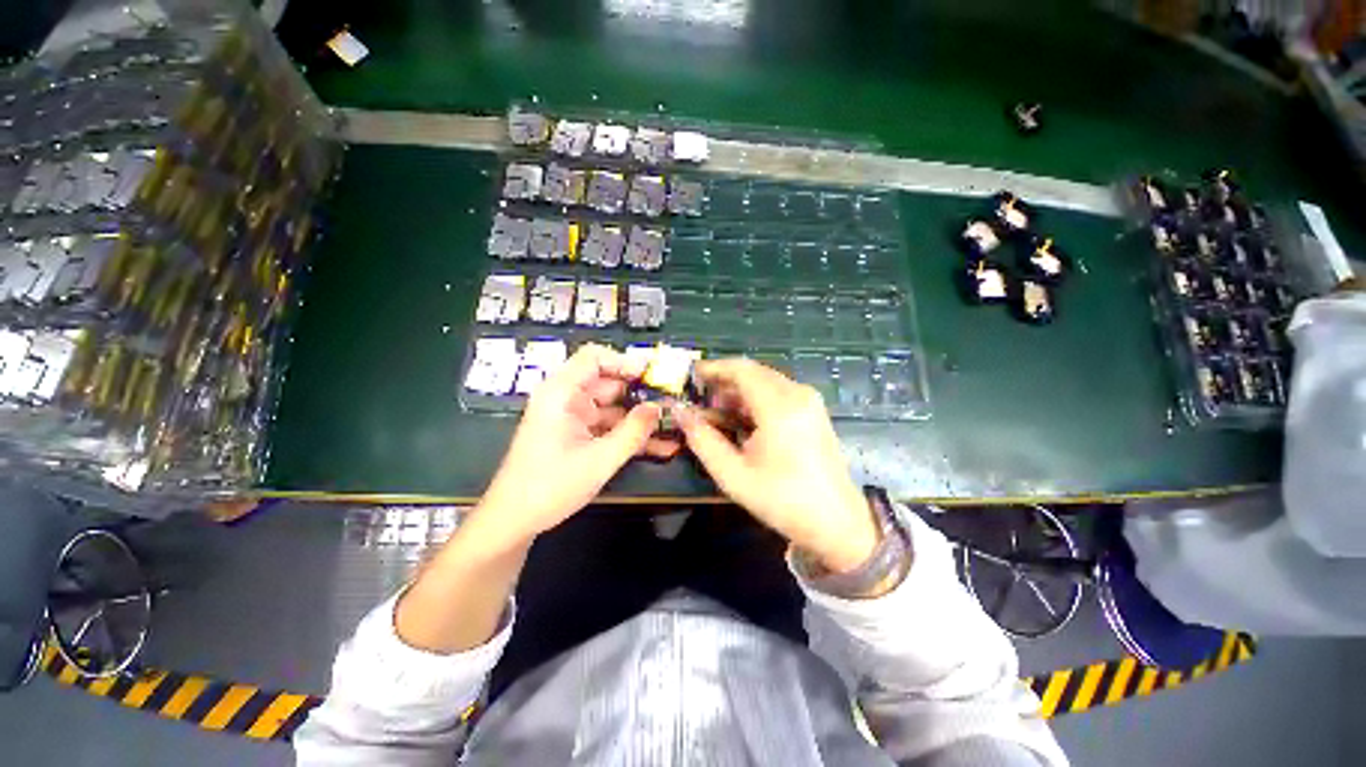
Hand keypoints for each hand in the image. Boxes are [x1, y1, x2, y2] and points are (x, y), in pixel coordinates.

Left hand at [475, 344, 678, 545]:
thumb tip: (659, 407)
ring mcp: (572, 418)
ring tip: (673, 426)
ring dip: (640, 418)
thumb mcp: (600, 459)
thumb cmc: (551, 486)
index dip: (625, 361)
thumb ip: (633, 431)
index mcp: (561, 393)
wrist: (514, 522)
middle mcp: (566, 398)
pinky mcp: (577, 435)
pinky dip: (629, 434)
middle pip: (609, 383)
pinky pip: (608, 427)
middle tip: (673, 404)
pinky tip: (659, 445)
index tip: (654, 376)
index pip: (595, 357)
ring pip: (614, 408)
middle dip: (642, 394)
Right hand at [675, 359, 879, 573]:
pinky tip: (742, 420)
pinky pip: (778, 392)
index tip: (690, 376)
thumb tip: (680, 413)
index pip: (740, 369)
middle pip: (753, 371)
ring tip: (717, 413)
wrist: (836, 523)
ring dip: (738, 391)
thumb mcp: (733, 474)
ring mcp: (809, 401)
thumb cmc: (782, 500)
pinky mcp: (813, 410)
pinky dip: (755, 399)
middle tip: (700, 400)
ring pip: (765, 380)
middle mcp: (797, 394)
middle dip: (723, 381)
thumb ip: (702, 439)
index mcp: (779, 407)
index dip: (713, 368)